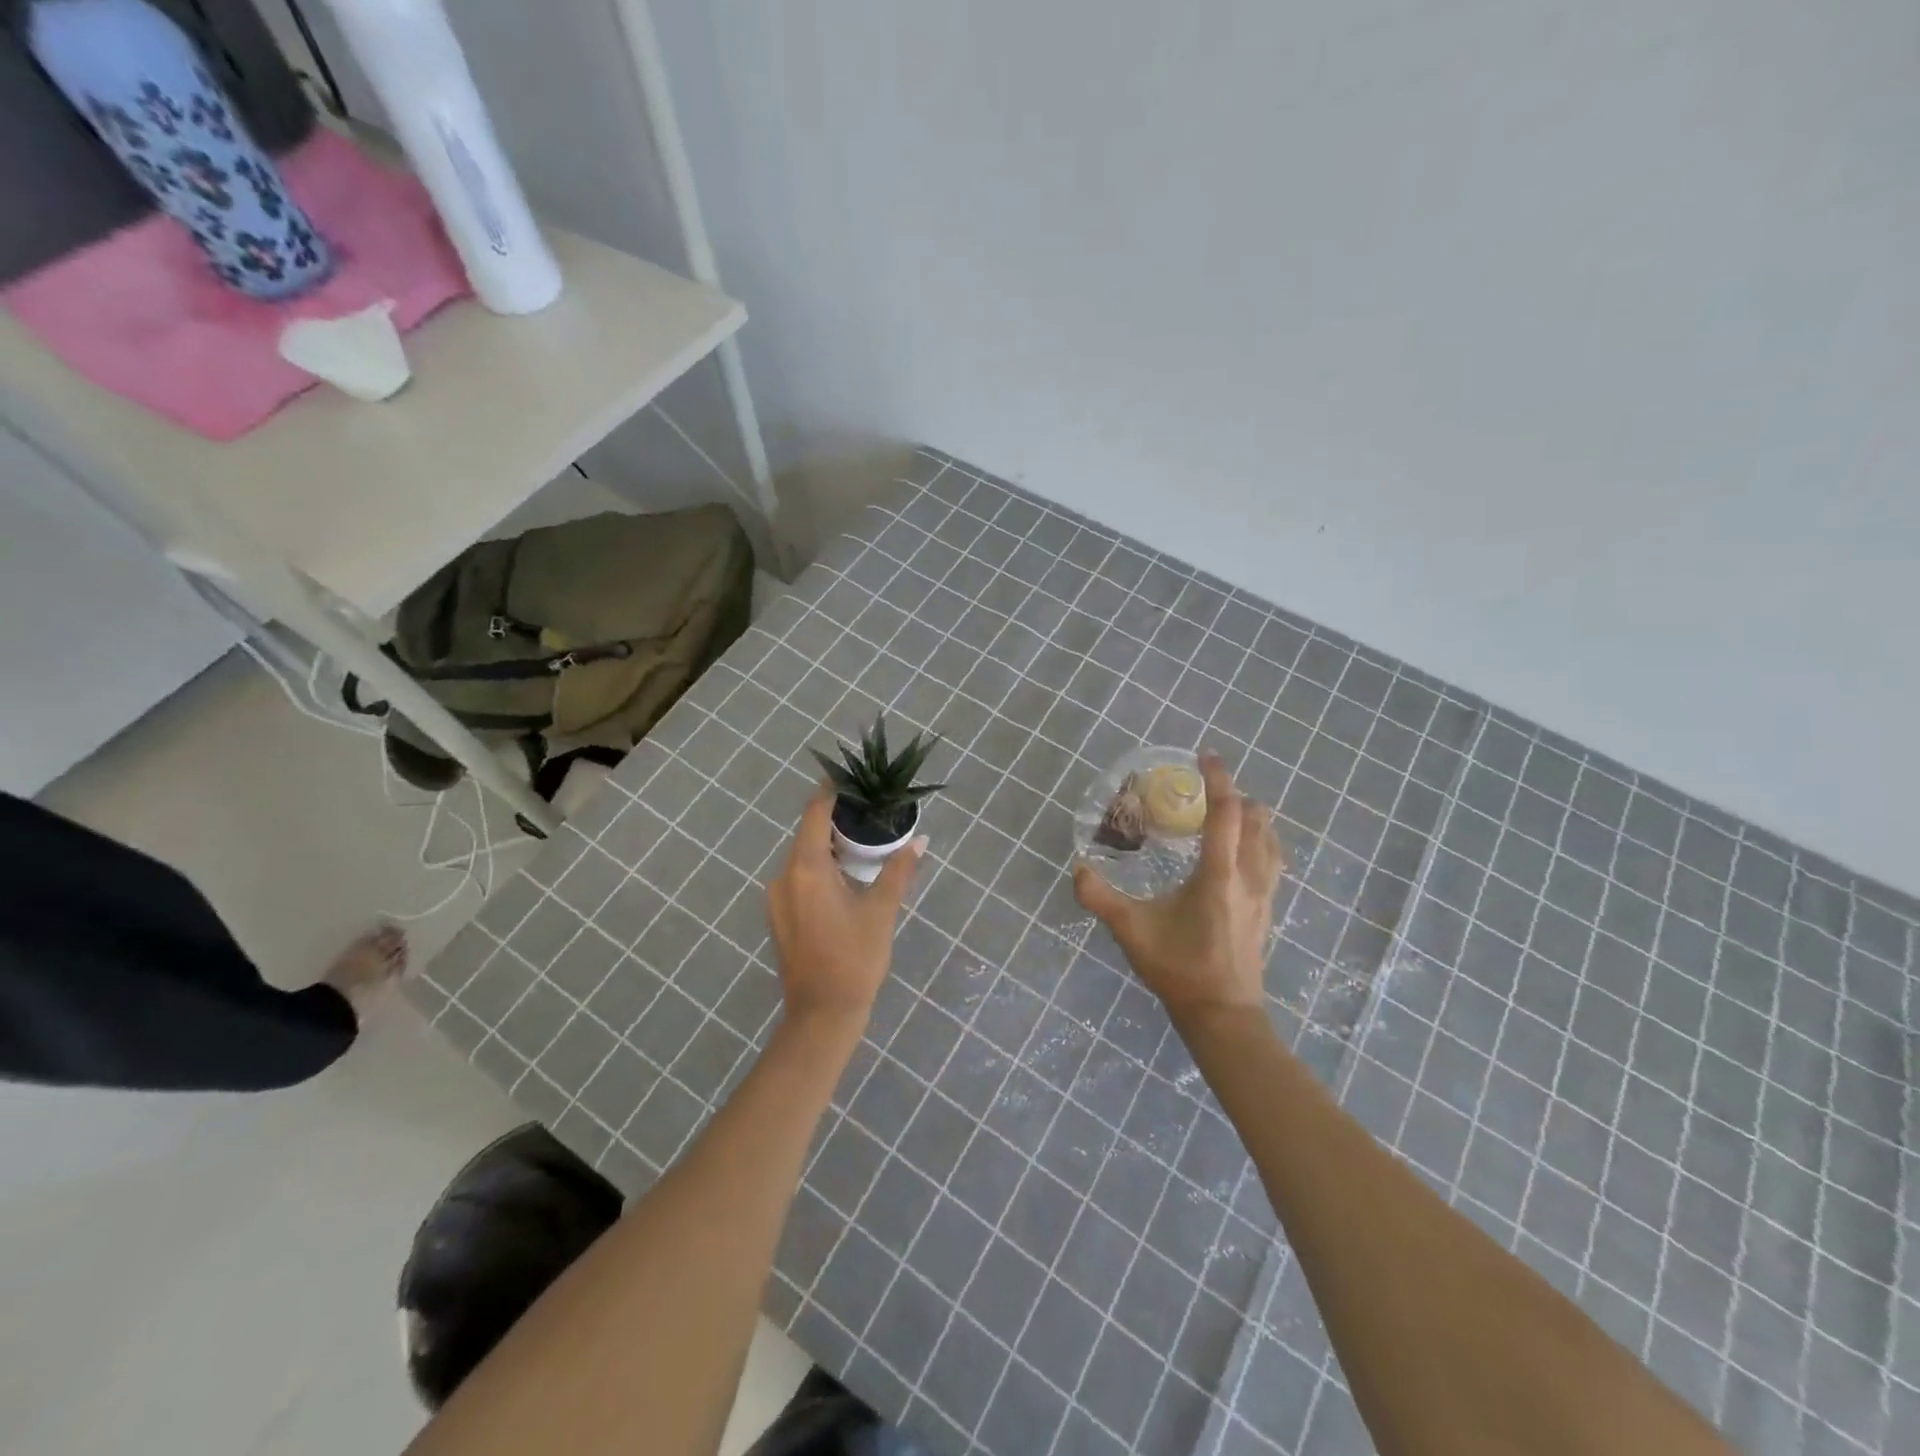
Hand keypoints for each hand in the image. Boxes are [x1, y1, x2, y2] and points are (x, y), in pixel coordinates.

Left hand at [768, 787, 926, 1025]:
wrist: (822, 1015)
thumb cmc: (854, 959)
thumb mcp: (882, 912)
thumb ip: (899, 871)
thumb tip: (921, 841)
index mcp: (807, 869)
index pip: (815, 813)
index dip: (832, 792)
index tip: (854, 780)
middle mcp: (784, 877)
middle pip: (808, 834)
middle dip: (837, 820)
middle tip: (871, 813)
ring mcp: (777, 898)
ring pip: (803, 857)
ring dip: (830, 847)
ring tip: (864, 844)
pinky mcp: (779, 916)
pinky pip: (799, 878)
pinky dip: (820, 869)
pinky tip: (846, 878)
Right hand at [1074, 753, 1285, 1024]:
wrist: (1223, 1014)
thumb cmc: (1179, 968)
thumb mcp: (1132, 931)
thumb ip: (1100, 898)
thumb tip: (1078, 868)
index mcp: (1218, 875)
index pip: (1225, 813)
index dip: (1218, 779)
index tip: (1206, 756)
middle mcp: (1248, 876)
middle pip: (1257, 819)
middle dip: (1236, 795)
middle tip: (1208, 789)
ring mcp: (1264, 894)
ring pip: (1271, 839)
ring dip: (1253, 817)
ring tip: (1227, 813)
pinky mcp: (1268, 909)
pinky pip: (1273, 860)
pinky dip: (1261, 841)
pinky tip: (1242, 852)